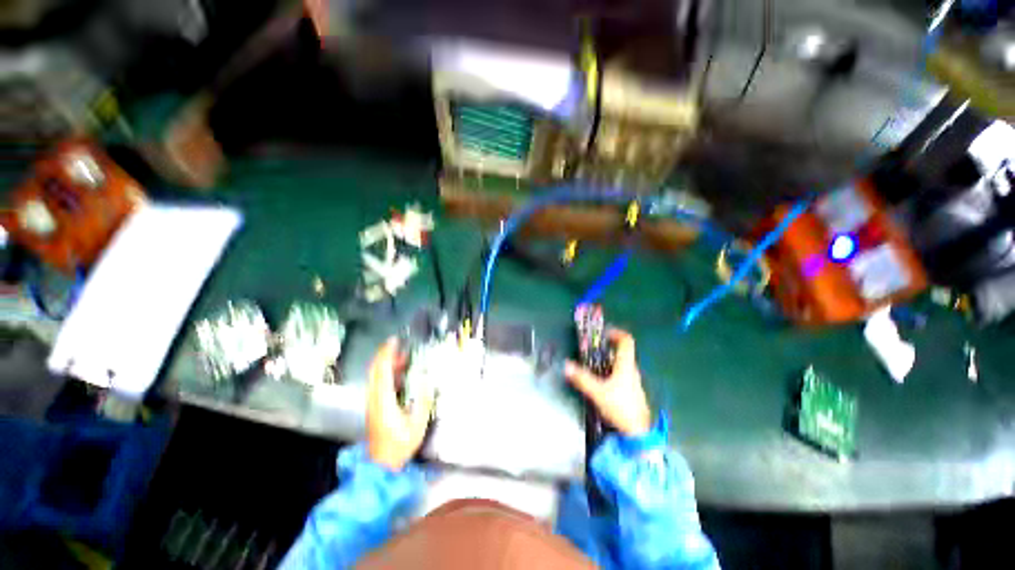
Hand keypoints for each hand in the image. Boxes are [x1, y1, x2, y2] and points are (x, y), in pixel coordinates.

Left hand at [367, 337, 433, 470]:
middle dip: (385, 355)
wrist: (380, 465)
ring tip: (402, 357)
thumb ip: (423, 402)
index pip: (382, 371)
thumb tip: (427, 382)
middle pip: (375, 370)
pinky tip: (398, 373)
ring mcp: (372, 403)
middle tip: (398, 345)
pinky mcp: (374, 406)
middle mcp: (374, 398)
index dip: (387, 354)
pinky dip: (386, 373)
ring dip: (386, 363)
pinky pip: (378, 383)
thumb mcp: (417, 425)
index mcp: (384, 401)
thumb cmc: (399, 446)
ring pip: (375, 376)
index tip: (394, 341)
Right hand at [565, 328, 651, 436]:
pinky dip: (611, 370)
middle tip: (594, 347)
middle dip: (609, 346)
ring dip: (609, 358)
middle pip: (623, 351)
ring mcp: (633, 381)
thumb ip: (582, 379)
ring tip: (594, 362)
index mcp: (626, 365)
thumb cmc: (620, 407)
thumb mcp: (597, 392)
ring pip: (622, 363)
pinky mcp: (631, 391)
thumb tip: (567, 365)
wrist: (638, 432)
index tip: (603, 333)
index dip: (616, 333)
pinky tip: (601, 379)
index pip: (626, 341)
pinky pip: (621, 373)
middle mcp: (631, 370)